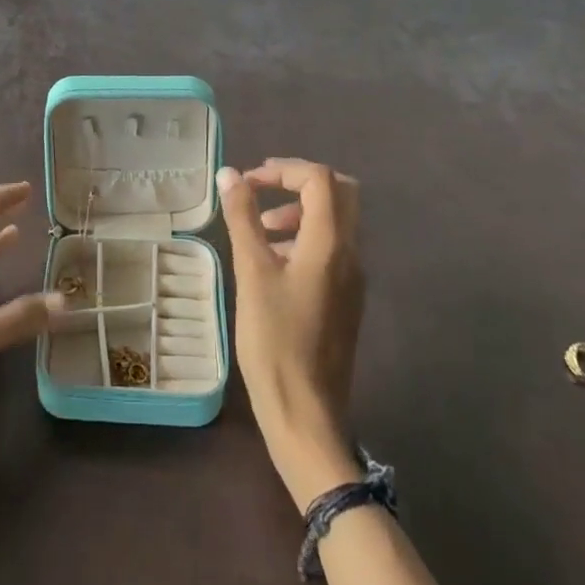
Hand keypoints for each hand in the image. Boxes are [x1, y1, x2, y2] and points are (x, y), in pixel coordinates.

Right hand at [219, 158, 365, 510]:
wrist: (306, 415)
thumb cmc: (275, 341)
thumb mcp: (252, 274)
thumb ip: (243, 218)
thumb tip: (230, 174)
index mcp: (331, 244)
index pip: (319, 179)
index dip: (283, 169)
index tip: (248, 182)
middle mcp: (351, 254)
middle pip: (340, 193)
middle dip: (299, 182)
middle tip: (262, 190)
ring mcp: (353, 278)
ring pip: (338, 220)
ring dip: (301, 209)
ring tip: (261, 229)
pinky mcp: (347, 298)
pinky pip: (333, 247)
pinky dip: (306, 236)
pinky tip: (274, 262)